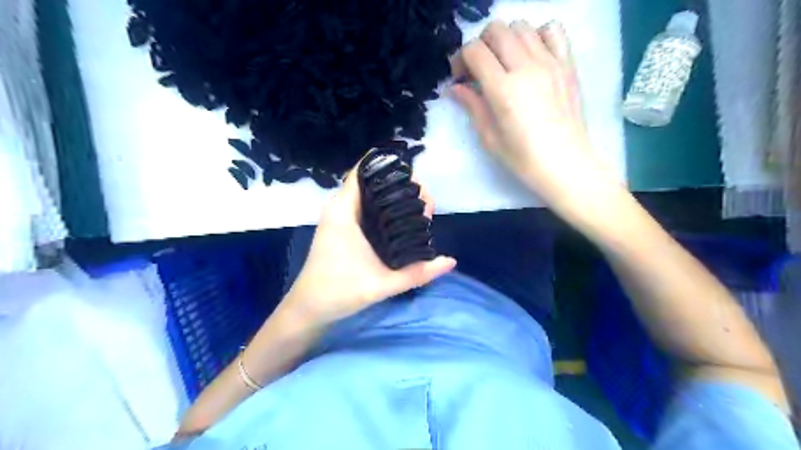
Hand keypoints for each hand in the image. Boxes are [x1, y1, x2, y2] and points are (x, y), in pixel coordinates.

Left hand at [283, 164, 456, 324]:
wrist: (310, 307)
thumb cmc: (339, 292)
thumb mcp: (383, 284)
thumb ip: (418, 273)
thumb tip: (451, 261)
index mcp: (345, 211)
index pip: (365, 171)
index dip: (392, 169)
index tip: (417, 185)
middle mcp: (341, 207)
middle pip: (374, 181)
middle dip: (403, 187)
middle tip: (426, 208)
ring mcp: (341, 216)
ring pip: (371, 194)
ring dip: (396, 198)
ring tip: (421, 214)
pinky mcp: (343, 226)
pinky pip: (367, 206)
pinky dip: (386, 207)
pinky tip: (404, 220)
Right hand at [451, 22, 617, 215]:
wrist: (566, 164)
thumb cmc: (523, 158)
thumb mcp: (489, 137)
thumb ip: (472, 106)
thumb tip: (455, 87)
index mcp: (503, 89)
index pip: (474, 51)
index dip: (461, 59)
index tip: (461, 77)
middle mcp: (526, 67)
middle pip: (496, 29)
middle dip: (481, 44)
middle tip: (480, 68)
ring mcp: (551, 62)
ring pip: (522, 26)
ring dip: (506, 38)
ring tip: (505, 62)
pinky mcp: (568, 64)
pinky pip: (553, 30)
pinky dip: (538, 35)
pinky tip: (532, 55)